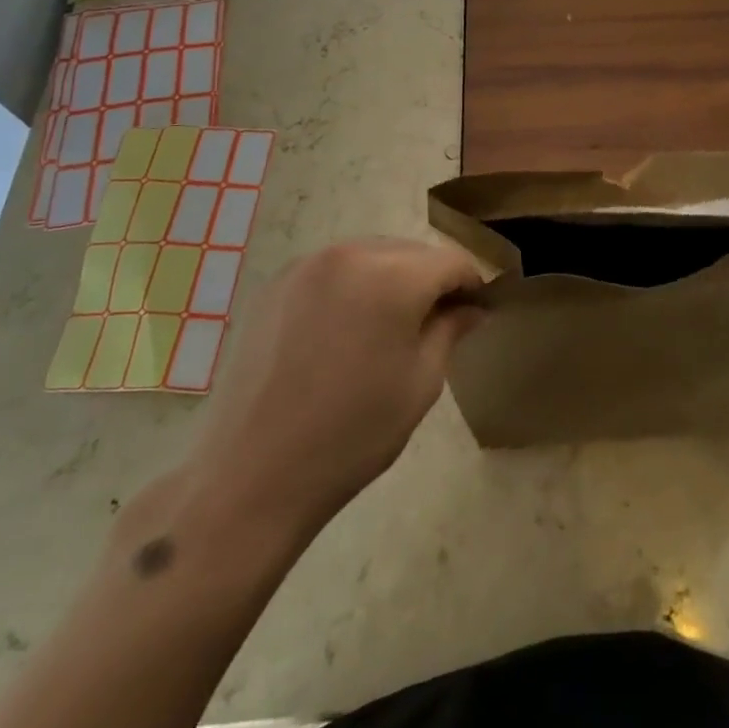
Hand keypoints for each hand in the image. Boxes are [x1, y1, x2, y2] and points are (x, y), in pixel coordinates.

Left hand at [182, 238, 484, 539]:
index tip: (476, 313)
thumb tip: (471, 308)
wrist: (252, 475)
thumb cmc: (352, 434)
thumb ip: (450, 330)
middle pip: (411, 251)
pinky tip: (347, 329)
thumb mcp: (420, 383)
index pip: (451, 261)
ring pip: (372, 255)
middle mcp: (350, 254)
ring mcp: (307, 265)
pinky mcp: (277, 284)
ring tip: (390, 327)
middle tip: (438, 323)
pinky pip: (334, 269)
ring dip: (393, 278)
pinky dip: (353, 285)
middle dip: (431, 279)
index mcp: (392, 276)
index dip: (471, 285)